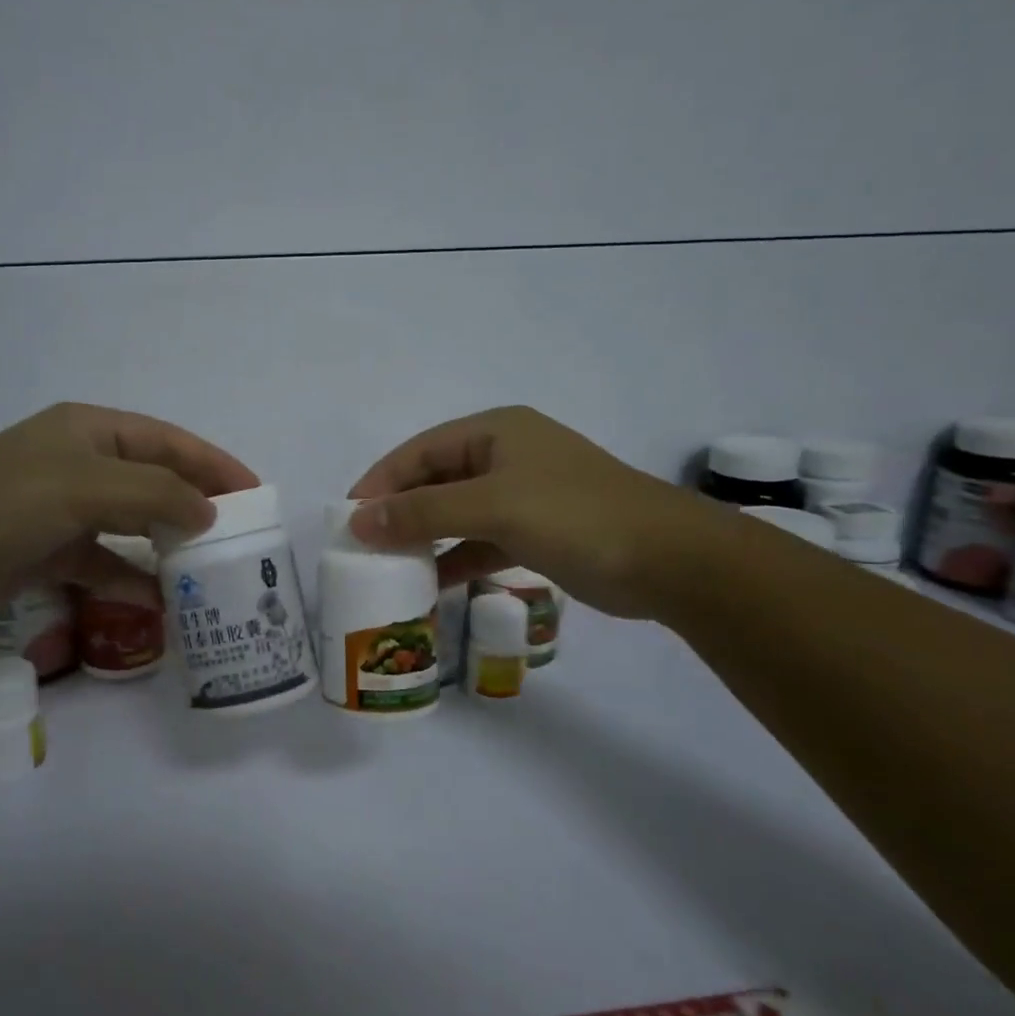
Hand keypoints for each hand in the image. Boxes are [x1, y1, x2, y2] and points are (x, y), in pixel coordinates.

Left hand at [0, 403, 257, 621]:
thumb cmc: (12, 500)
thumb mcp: (91, 485)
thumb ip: (157, 494)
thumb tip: (207, 513)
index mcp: (91, 431)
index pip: (167, 441)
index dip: (212, 462)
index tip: (252, 490)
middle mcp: (80, 463)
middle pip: (152, 480)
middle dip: (193, 503)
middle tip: (236, 531)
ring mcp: (64, 508)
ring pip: (130, 523)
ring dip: (164, 543)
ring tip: (205, 566)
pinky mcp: (50, 550)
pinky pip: (103, 562)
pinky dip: (128, 579)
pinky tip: (155, 600)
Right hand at [348, 406, 729, 618]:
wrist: (667, 560)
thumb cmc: (574, 515)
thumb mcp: (492, 507)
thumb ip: (422, 513)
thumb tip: (358, 521)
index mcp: (495, 431)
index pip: (420, 450)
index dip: (380, 481)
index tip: (347, 518)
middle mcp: (505, 456)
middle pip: (435, 480)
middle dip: (399, 510)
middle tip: (362, 545)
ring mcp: (522, 495)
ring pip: (456, 513)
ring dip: (425, 537)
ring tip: (387, 566)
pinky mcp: (536, 531)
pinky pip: (481, 540)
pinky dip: (456, 558)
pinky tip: (432, 584)